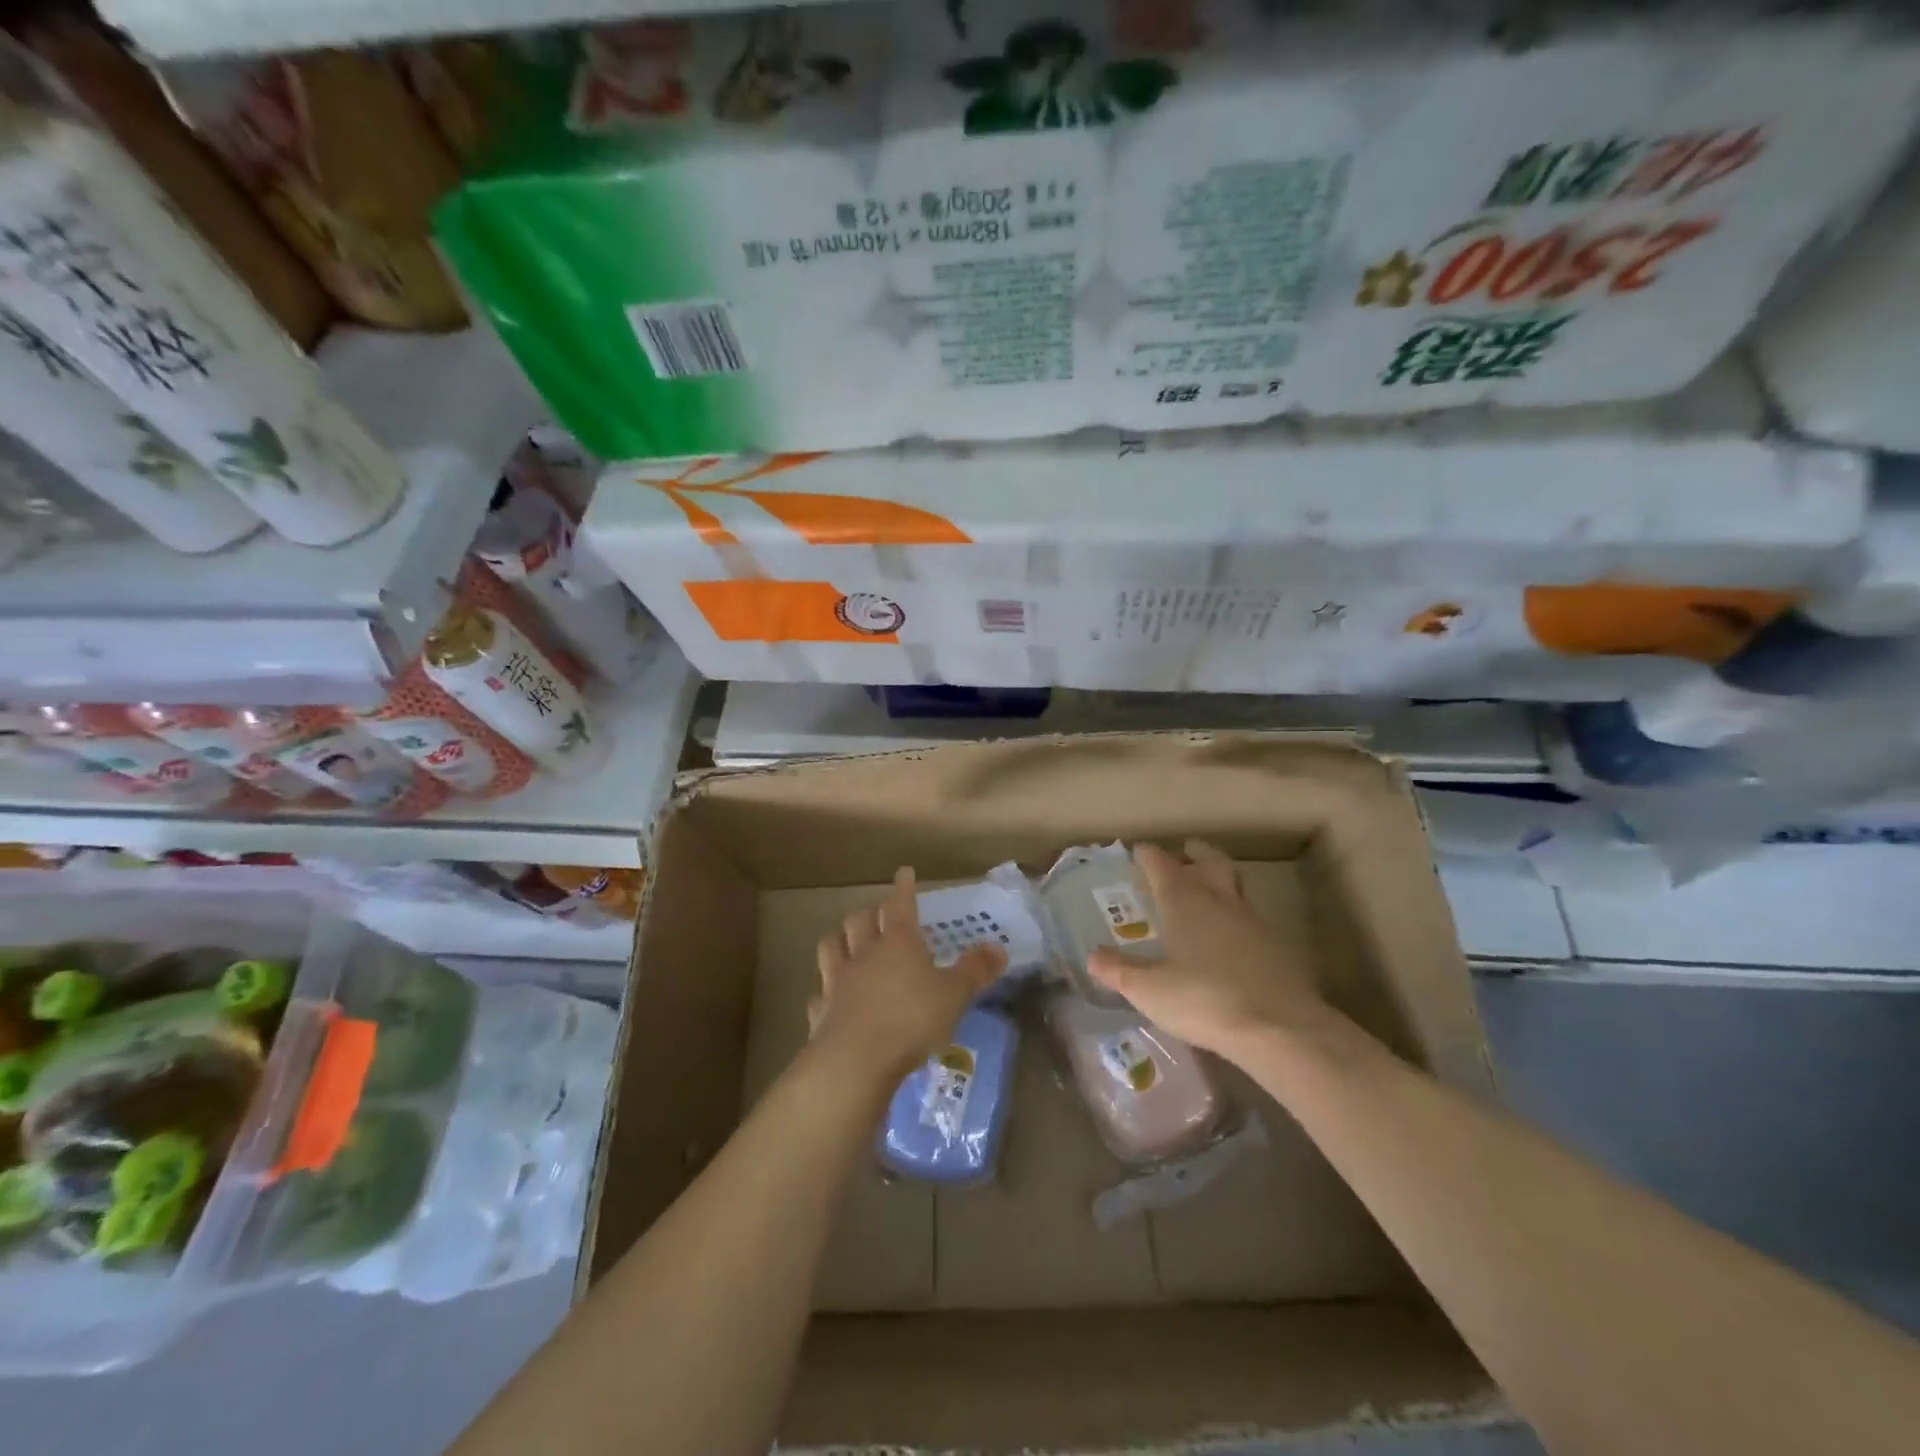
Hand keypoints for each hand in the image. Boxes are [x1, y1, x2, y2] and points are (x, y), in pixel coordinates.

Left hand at [809, 867, 1006, 1083]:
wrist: (856, 1060)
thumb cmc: (911, 1020)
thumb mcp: (954, 995)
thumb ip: (975, 971)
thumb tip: (998, 948)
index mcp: (898, 943)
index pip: (900, 905)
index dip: (904, 888)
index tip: (904, 872)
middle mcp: (864, 953)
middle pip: (860, 920)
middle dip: (870, 912)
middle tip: (878, 912)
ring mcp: (837, 980)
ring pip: (832, 946)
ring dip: (839, 939)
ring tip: (846, 940)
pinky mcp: (821, 1011)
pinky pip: (819, 992)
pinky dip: (825, 989)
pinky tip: (829, 995)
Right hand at [1087, 840, 1340, 1061]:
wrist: (1282, 1029)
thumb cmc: (1204, 1000)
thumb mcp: (1149, 991)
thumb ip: (1119, 970)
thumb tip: (1092, 956)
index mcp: (1184, 902)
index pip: (1162, 865)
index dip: (1148, 856)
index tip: (1139, 851)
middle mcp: (1219, 901)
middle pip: (1209, 862)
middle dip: (1194, 854)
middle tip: (1184, 852)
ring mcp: (1253, 921)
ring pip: (1235, 885)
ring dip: (1220, 880)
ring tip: (1207, 890)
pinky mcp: (1278, 946)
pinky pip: (1252, 917)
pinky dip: (1236, 916)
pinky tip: (1231, 938)